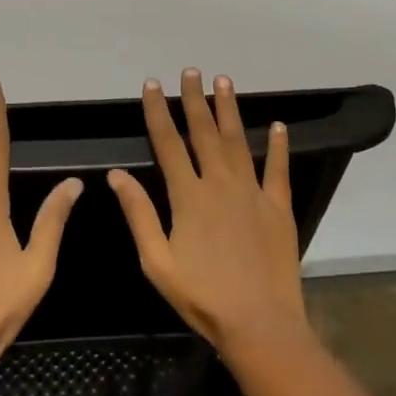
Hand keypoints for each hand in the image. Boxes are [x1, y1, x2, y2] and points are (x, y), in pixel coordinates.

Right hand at [108, 69, 310, 359]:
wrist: (259, 323)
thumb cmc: (201, 296)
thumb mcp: (156, 261)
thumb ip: (138, 214)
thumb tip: (117, 175)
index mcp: (188, 195)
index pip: (168, 143)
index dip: (158, 111)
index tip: (152, 85)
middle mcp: (220, 184)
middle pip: (204, 132)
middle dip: (195, 99)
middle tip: (192, 71)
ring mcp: (253, 193)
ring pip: (239, 141)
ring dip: (230, 110)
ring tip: (224, 82)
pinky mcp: (278, 207)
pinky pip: (278, 169)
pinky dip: (278, 146)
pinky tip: (277, 125)